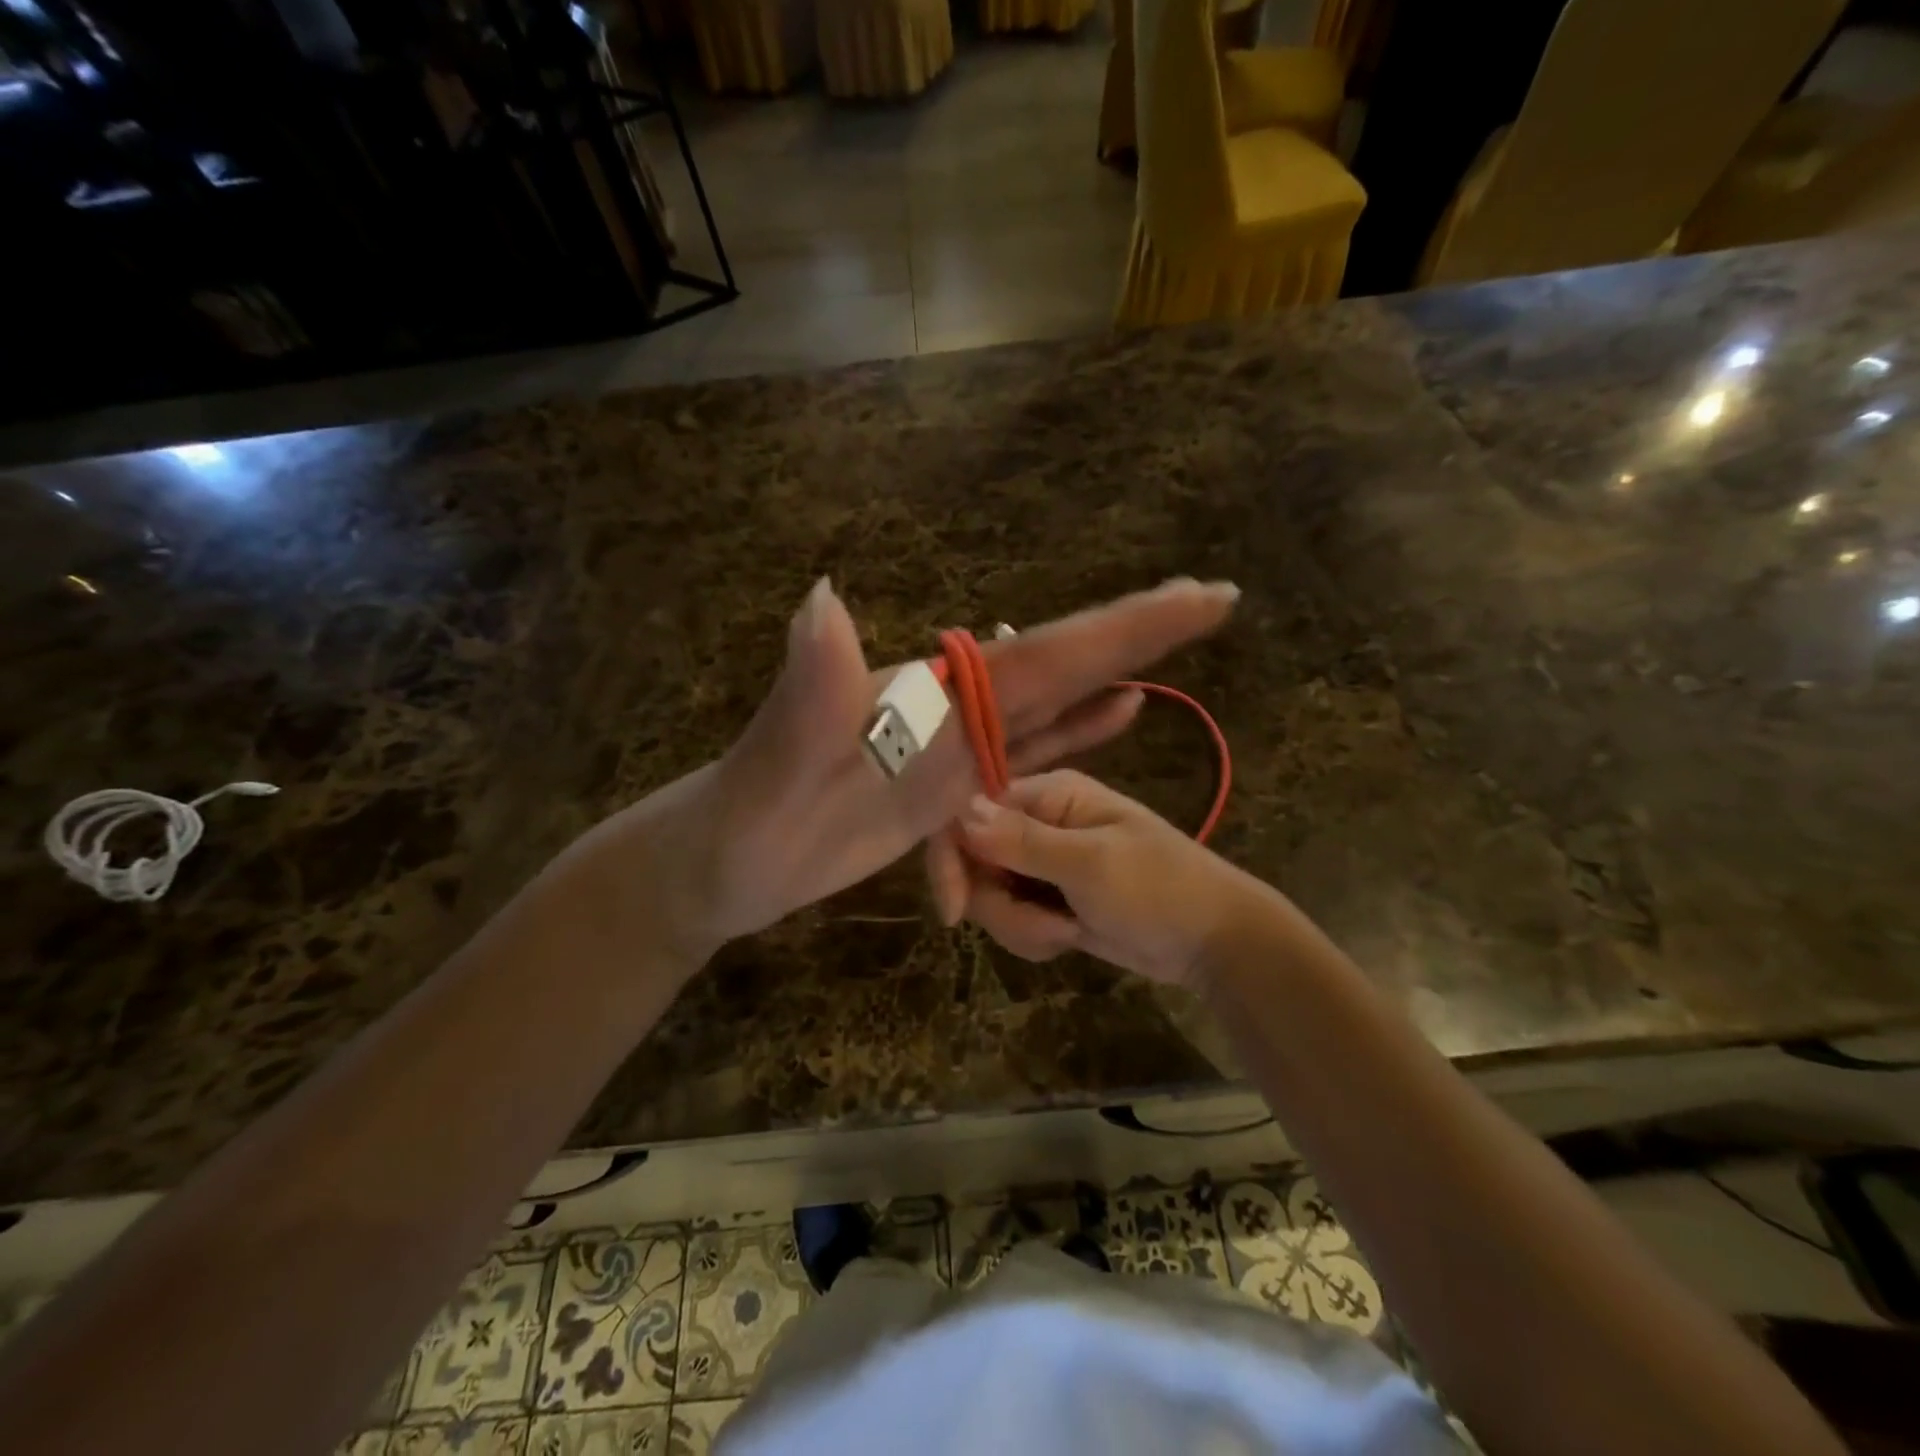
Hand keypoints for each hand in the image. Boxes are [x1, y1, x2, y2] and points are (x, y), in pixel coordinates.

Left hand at [579, 577, 1237, 966]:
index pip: (1045, 654)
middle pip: (1062, 665)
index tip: (1199, 594)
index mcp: (933, 695)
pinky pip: (1026, 756)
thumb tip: (824, 597)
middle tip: (1214, 599)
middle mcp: (953, 709)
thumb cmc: (744, 818)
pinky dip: (1076, 734)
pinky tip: (1115, 717)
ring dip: (1114, 675)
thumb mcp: (774, 760)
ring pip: (1051, 705)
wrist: (725, 860)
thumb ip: (807, 689)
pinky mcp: (951, 789)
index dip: (1123, 626)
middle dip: (1138, 632)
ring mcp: (954, 749)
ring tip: (1178, 643)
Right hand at [953, 770, 1260, 987]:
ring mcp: (1039, 862)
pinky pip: (1010, 917)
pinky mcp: (1045, 897)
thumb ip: (1022, 841)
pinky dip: (1033, 936)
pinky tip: (1071, 938)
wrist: (1211, 942)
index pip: (968, 812)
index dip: (951, 858)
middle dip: (999, 904)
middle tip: (1046, 926)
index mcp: (1047, 794)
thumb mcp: (1091, 865)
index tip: (955, 910)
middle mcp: (1035, 821)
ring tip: (1069, 932)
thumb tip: (959, 811)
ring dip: (1021, 925)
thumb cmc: (1159, 889)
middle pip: (972, 860)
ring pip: (988, 895)